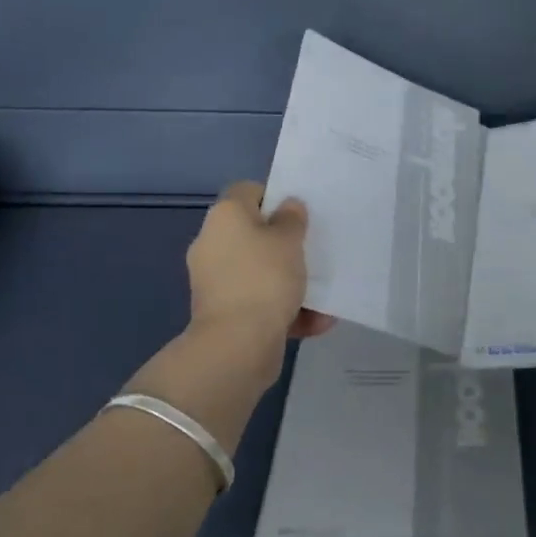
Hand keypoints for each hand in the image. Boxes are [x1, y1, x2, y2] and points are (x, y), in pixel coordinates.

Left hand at [186, 182, 335, 341]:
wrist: (237, 344)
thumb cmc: (265, 278)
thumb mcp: (289, 240)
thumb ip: (292, 219)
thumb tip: (287, 207)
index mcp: (225, 217)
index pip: (248, 192)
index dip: (274, 197)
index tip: (300, 215)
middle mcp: (213, 245)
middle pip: (254, 234)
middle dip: (286, 244)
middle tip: (314, 249)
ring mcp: (217, 282)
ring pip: (261, 272)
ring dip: (291, 281)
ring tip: (322, 291)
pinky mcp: (225, 314)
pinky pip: (261, 302)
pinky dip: (286, 310)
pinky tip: (316, 320)